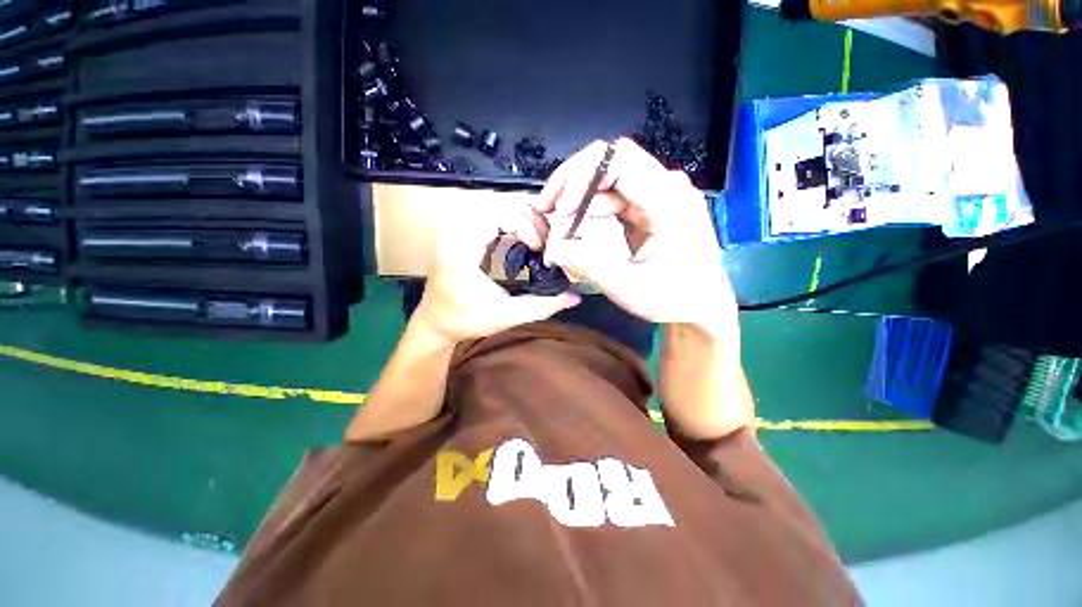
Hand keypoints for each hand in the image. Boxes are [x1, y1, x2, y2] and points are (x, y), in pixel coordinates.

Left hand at [412, 198, 580, 344]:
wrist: (436, 323)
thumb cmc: (465, 321)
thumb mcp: (506, 316)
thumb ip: (543, 306)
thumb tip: (575, 297)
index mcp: (461, 249)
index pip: (495, 213)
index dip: (523, 224)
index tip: (539, 248)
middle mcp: (457, 232)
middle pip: (499, 203)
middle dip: (529, 219)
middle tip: (544, 242)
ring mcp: (459, 230)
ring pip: (496, 206)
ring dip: (523, 219)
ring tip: (538, 240)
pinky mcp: (465, 233)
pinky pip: (492, 215)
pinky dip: (514, 222)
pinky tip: (525, 240)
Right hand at [533, 138, 736, 334]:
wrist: (702, 304)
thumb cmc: (675, 299)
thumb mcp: (630, 288)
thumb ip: (590, 267)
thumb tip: (553, 250)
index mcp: (669, 201)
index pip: (619, 160)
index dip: (581, 177)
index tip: (559, 209)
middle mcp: (665, 188)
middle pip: (609, 163)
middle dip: (571, 183)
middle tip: (545, 209)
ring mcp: (657, 195)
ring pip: (606, 180)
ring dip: (576, 199)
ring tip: (556, 226)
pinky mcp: (648, 207)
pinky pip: (612, 197)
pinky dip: (588, 210)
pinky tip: (574, 227)